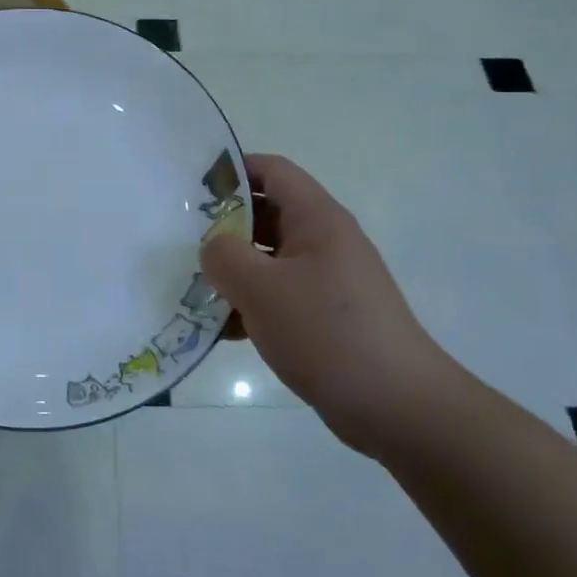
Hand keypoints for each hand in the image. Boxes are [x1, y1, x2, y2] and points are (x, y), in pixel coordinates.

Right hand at [202, 154, 466, 457]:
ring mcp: (327, 280)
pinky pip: (279, 296)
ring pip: (269, 259)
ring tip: (191, 286)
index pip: (272, 171)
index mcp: (317, 219)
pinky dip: (250, 305)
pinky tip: (221, 330)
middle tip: (180, 241)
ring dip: (233, 271)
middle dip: (223, 226)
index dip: (232, 171)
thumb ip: (224, 257)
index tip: (191, 189)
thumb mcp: (262, 289)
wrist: (397, 405)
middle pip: (267, 214)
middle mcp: (324, 241)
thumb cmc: (327, 333)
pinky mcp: (325, 316)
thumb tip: (213, 248)